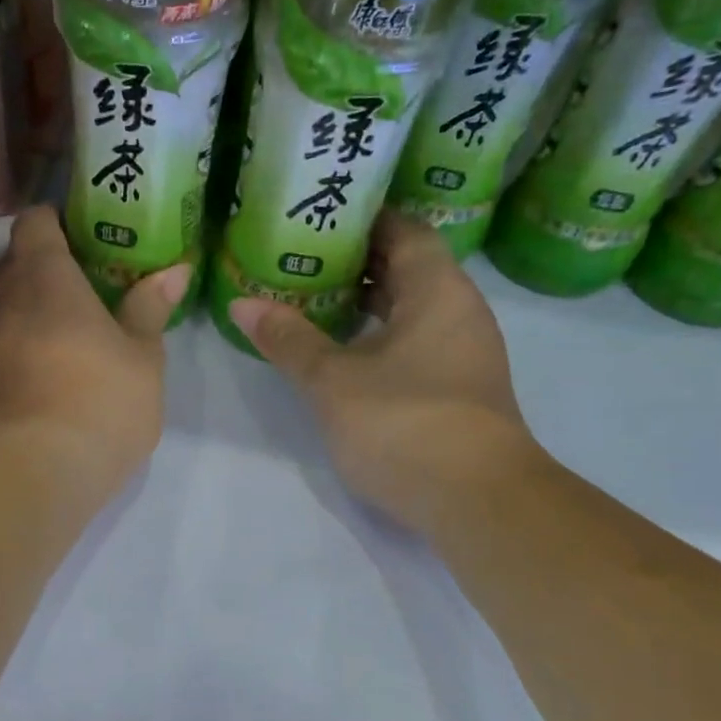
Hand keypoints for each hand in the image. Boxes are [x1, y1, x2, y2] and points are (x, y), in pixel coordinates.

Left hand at [0, 207, 188, 503]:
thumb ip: (149, 309)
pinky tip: (13, 388)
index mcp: (41, 277)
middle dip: (32, 277)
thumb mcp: (142, 359)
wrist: (28, 475)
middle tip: (67, 302)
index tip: (74, 241)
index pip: (34, 223)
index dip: (52, 225)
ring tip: (31, 344)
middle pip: (5, 268)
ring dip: (0, 318)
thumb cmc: (99, 403)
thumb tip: (174, 270)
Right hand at [228, 216, 540, 529]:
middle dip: (355, 261)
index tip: (318, 218)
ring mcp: (463, 353)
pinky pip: (415, 341)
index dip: (363, 219)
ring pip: (411, 308)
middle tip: (300, 257)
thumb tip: (242, 303)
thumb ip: (288, 339)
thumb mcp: (333, 381)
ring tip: (311, 298)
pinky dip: (379, 334)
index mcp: (438, 290)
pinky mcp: (458, 389)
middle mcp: (459, 311)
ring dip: (366, 301)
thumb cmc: (404, 423)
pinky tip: (342, 350)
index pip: (404, 231)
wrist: (479, 502)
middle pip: (408, 268)